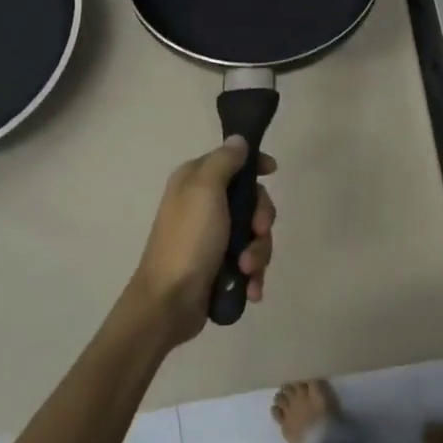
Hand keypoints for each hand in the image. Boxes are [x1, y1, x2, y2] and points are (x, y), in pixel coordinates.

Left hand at [128, 138, 276, 346]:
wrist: (169, 302)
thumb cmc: (188, 241)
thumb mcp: (205, 190)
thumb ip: (224, 161)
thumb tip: (238, 140)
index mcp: (194, 181)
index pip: (232, 160)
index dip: (255, 165)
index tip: (273, 171)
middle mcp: (203, 205)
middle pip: (251, 200)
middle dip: (261, 219)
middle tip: (256, 232)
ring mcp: (212, 237)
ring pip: (254, 234)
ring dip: (258, 252)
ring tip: (246, 269)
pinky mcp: (220, 265)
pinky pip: (250, 261)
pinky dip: (254, 274)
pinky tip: (250, 288)